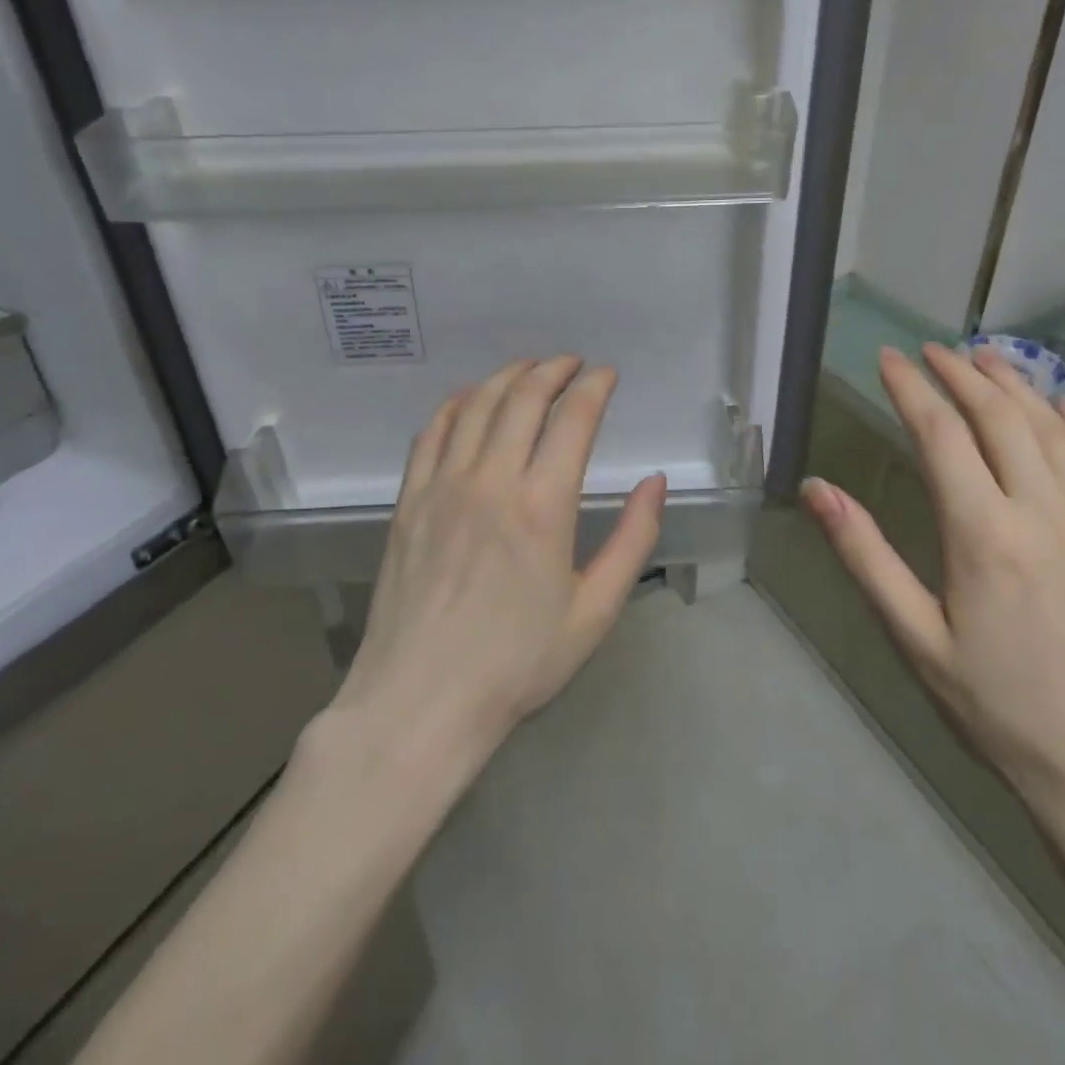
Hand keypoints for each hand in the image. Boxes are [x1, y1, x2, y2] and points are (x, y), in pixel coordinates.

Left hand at [331, 358, 666, 758]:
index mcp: (544, 506)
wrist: (421, 700)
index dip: (594, 387)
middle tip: (572, 363)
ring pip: (477, 405)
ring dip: (507, 376)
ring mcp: (443, 486)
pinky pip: (432, 432)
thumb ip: (633, 540)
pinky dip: (455, 403)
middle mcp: (491, 480)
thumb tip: (655, 482)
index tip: (607, 374)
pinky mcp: (409, 500)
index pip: (573, 419)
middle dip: (553, 369)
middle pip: (524, 398)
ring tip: (529, 368)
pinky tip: (469, 398)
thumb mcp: (594, 611)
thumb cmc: (517, 662)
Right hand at [802, 344, 1064, 856]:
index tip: (888, 358)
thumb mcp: (916, 640)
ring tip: (986, 358)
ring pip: (1055, 431)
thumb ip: (865, 555)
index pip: (940, 435)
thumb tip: (816, 489)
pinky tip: (1062, 405)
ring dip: (1016, 385)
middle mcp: (1045, 513)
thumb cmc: (1002, 713)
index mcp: (983, 535)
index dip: (910, 389)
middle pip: (998, 418)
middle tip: (931, 350)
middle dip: (960, 374)